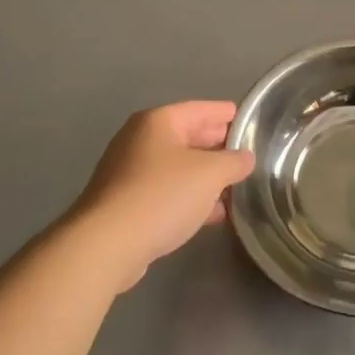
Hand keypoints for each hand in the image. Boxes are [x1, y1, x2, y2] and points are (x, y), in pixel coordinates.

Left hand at [69, 101, 255, 291]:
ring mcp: (129, 173)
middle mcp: (140, 141)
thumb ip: (234, 162)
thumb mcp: (210, 174)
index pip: (199, 109)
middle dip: (216, 145)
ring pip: (177, 167)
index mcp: (158, 122)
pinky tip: (212, 212)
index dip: (225, 113)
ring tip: (235, 184)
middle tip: (245, 152)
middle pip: (187, 136)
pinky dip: (189, 197)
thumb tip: (245, 158)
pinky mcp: (126, 204)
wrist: (107, 244)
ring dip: (205, 175)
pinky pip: (166, 192)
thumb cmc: (162, 195)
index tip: (246, 118)